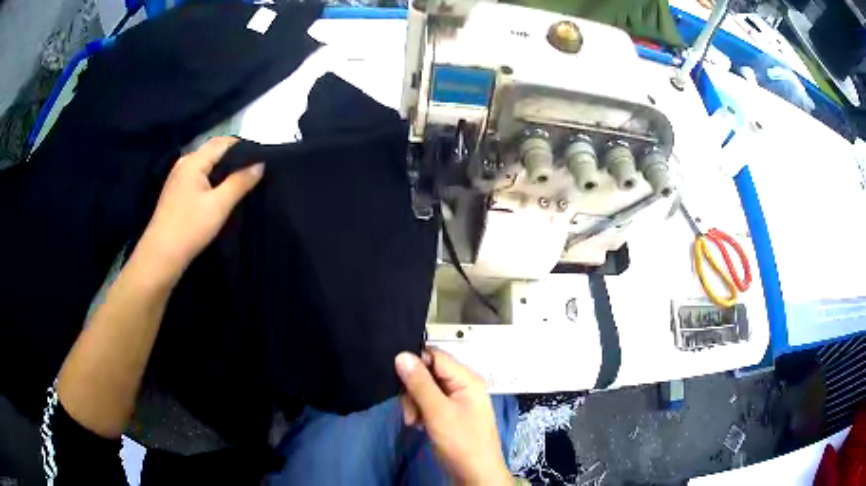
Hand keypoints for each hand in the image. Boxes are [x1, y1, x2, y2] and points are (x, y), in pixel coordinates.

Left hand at [137, 137, 262, 282]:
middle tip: (254, 172)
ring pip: (206, 165)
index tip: (261, 159)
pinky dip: (212, 180)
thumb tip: (259, 164)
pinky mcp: (176, 192)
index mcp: (194, 161)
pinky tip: (220, 194)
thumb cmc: (190, 227)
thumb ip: (240, 182)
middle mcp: (184, 163)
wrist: (161, 255)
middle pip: (213, 152)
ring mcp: (178, 178)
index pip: (223, 142)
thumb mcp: (219, 205)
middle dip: (234, 159)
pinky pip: (198, 177)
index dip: (243, 147)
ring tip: (241, 183)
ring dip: (223, 171)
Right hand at [395, 349, 511, 485]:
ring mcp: (457, 401)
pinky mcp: (451, 414)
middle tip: (409, 411)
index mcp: (466, 379)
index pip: (436, 356)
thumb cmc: (461, 442)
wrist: (475, 474)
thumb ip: (419, 384)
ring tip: (414, 422)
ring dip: (414, 404)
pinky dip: (421, 412)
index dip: (415, 363)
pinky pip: (430, 404)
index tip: (397, 378)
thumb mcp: (438, 412)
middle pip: (429, 373)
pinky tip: (419, 425)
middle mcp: (463, 386)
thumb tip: (402, 355)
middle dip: (413, 390)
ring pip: (426, 390)